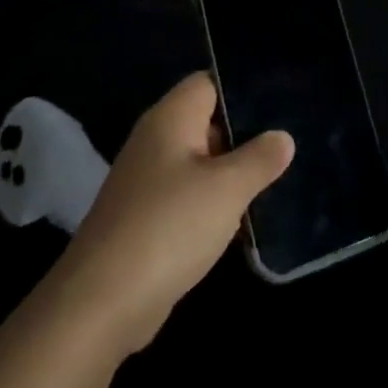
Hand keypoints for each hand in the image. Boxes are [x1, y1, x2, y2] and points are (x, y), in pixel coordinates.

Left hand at [51, 72, 292, 357]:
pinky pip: (188, 196)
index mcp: (171, 118)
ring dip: (232, 173)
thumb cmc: (169, 227)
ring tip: (277, 178)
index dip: (244, 89)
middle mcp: (155, 140)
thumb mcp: (228, 189)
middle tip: (288, 142)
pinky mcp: (145, 219)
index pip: (210, 82)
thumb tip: (283, 137)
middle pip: (207, 121)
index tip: (282, 102)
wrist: (100, 305)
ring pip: (201, 162)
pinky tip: (243, 218)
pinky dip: (213, 203)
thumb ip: (260, 158)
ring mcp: (147, 181)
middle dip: (245, 134)